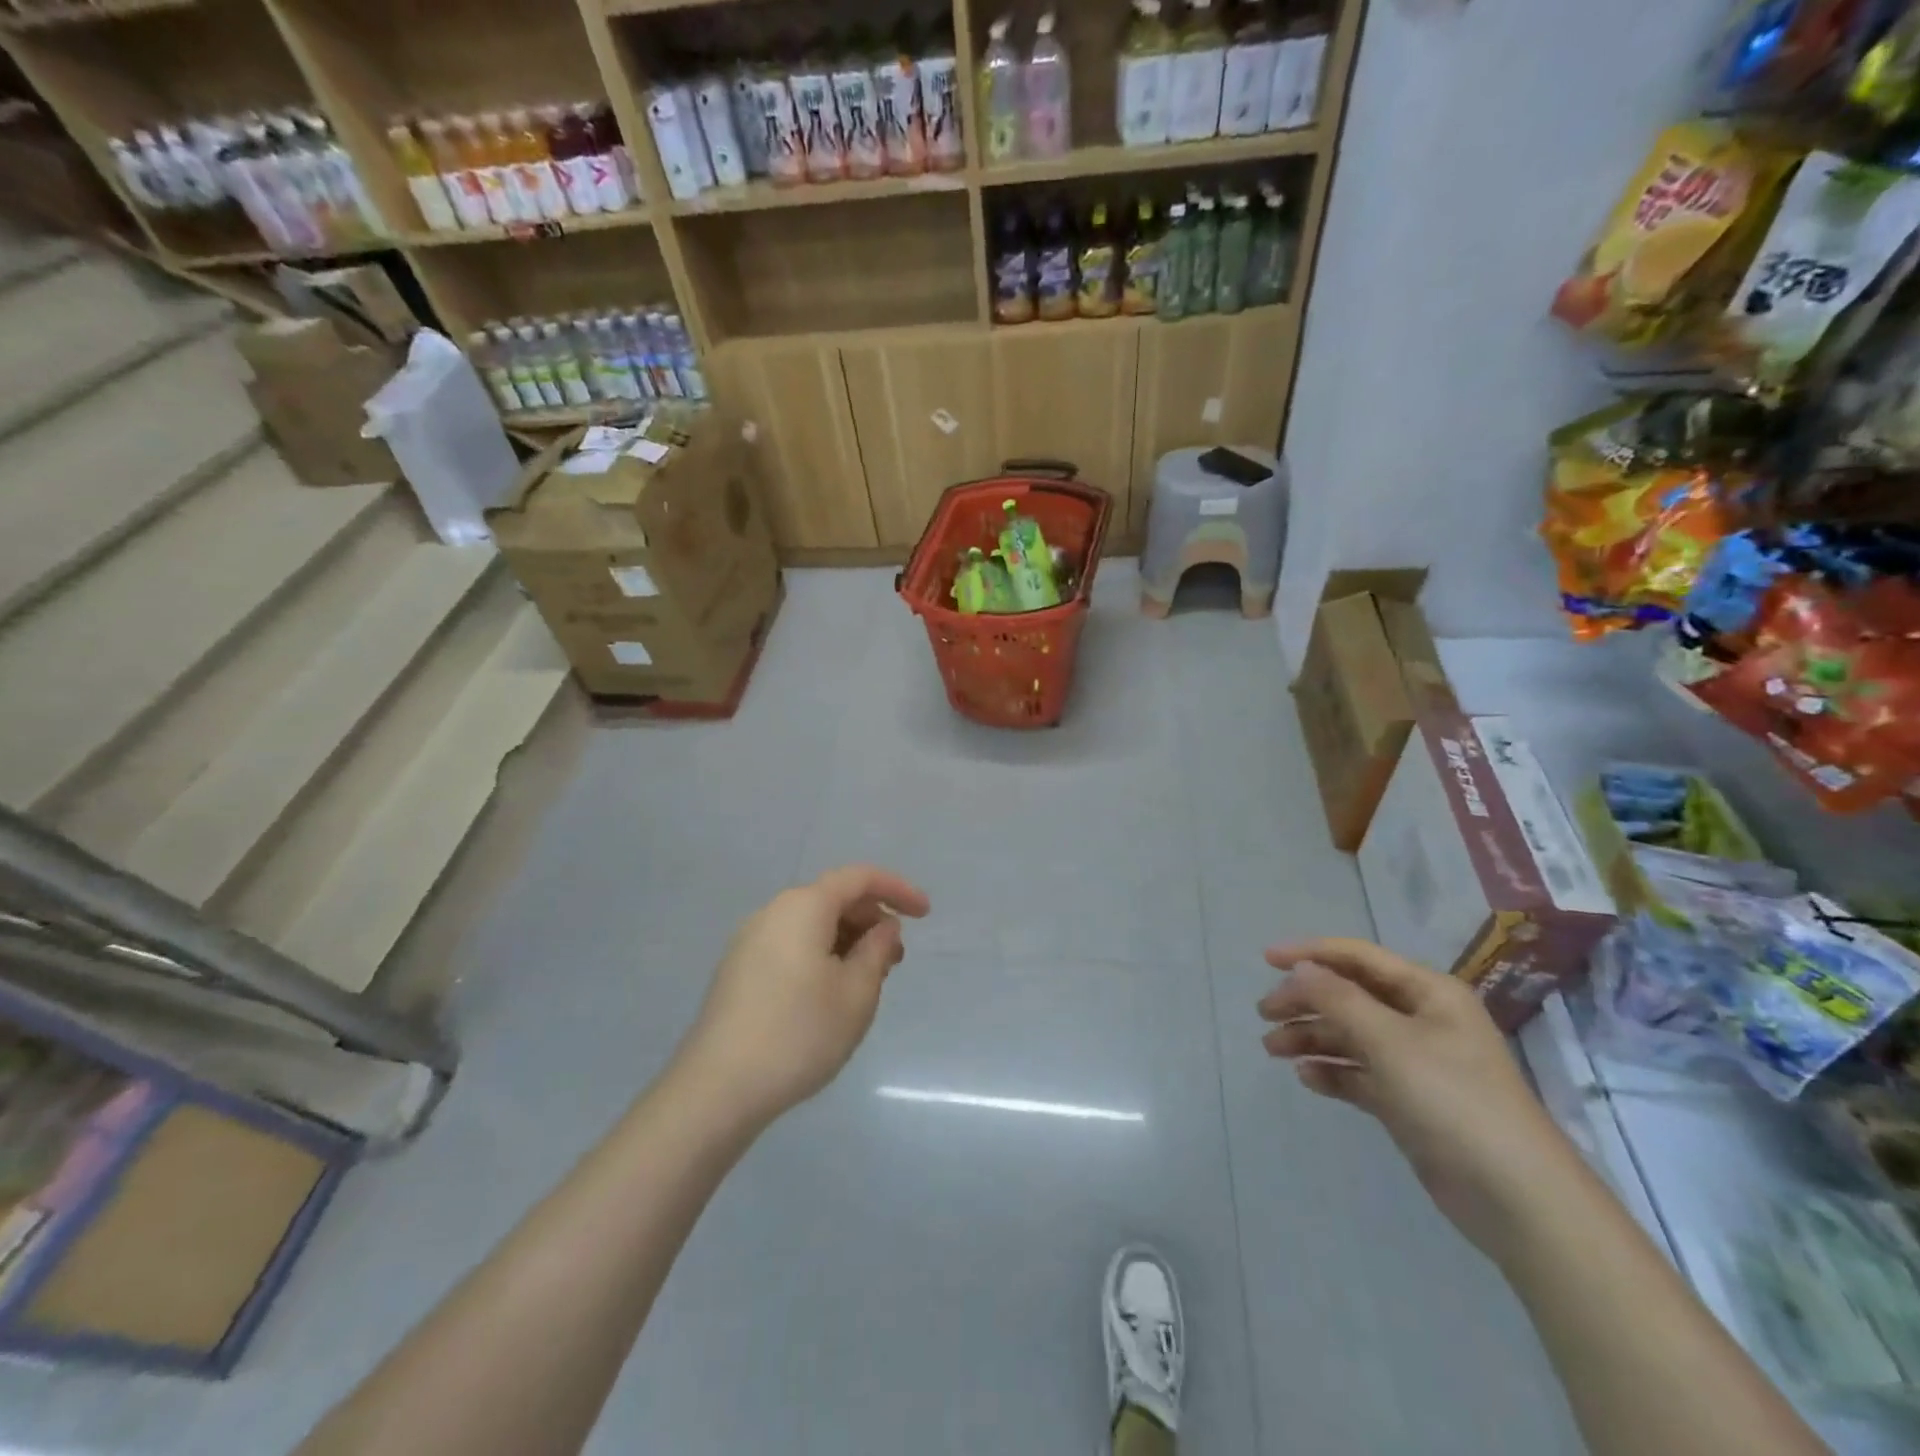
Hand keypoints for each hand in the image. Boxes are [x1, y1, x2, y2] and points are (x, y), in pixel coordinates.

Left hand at [679, 865, 930, 1129]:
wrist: (717, 1088)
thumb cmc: (799, 1033)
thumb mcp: (857, 993)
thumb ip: (877, 950)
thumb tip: (883, 926)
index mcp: (804, 906)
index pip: (859, 878)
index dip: (897, 889)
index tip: (926, 914)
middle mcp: (773, 912)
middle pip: (833, 898)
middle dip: (871, 920)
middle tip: (896, 959)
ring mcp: (750, 940)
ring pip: (812, 924)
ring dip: (847, 940)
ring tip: (868, 980)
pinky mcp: (739, 969)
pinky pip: (791, 944)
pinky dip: (821, 954)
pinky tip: (831, 993)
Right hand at [1258, 938, 1579, 1257]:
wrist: (1517, 1199)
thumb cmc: (1453, 1101)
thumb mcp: (1389, 1041)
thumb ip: (1338, 999)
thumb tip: (1300, 969)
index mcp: (1428, 992)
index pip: (1358, 957)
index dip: (1309, 953)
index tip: (1266, 960)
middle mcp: (1422, 1019)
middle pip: (1349, 995)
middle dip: (1305, 1000)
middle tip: (1264, 1014)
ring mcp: (1416, 1062)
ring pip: (1350, 1035)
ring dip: (1311, 1037)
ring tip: (1273, 1050)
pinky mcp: (1409, 1101)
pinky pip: (1359, 1073)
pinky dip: (1332, 1072)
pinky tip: (1307, 1078)